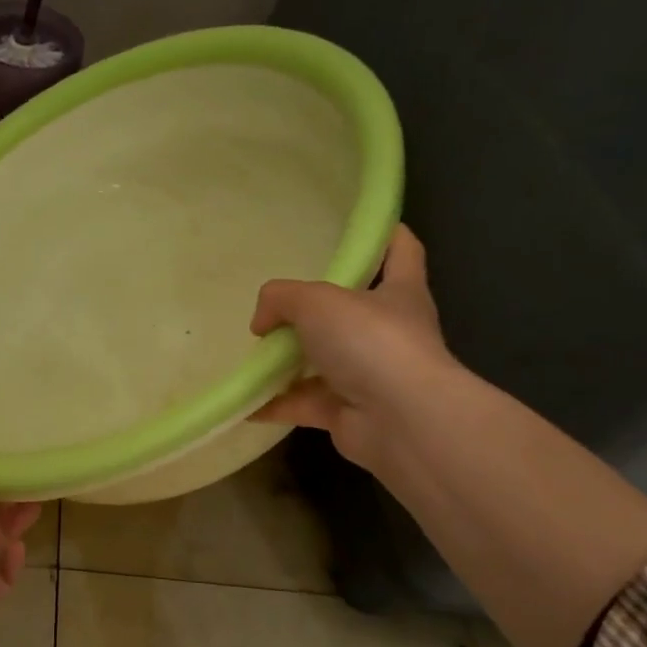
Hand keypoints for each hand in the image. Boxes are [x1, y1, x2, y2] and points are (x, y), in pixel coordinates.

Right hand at [248, 224, 452, 476]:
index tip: (362, 226)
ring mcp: (371, 376)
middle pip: (352, 311)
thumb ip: (281, 298)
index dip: (386, 234)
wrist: (402, 421)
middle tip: (278, 302)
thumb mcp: (316, 301)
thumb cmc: (371, 342)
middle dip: (316, 309)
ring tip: (252, 351)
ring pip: (323, 361)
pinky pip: (305, 403)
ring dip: (289, 360)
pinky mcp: (350, 413)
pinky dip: (276, 402)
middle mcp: (389, 333)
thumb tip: (262, 322)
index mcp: (399, 292)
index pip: (401, 251)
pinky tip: (244, 400)